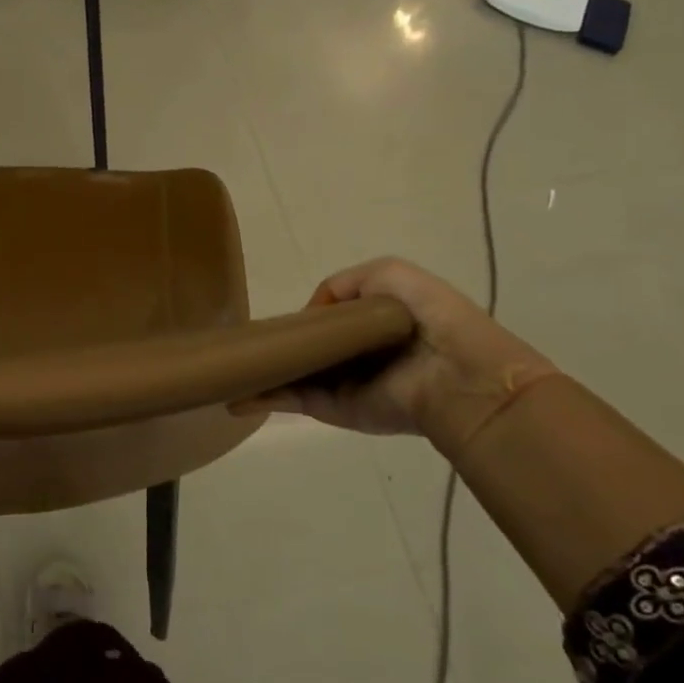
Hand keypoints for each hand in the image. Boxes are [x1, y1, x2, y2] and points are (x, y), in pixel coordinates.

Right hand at [236, 258, 556, 453]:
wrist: (457, 374)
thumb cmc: (428, 316)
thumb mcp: (388, 273)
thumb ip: (342, 283)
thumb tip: (310, 313)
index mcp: (370, 327)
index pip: (326, 322)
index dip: (302, 319)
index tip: (276, 318)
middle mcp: (352, 358)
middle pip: (305, 350)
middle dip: (276, 345)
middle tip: (243, 340)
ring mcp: (339, 385)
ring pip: (290, 375)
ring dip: (261, 372)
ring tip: (227, 365)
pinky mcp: (331, 409)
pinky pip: (291, 400)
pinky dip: (261, 398)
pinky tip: (234, 393)